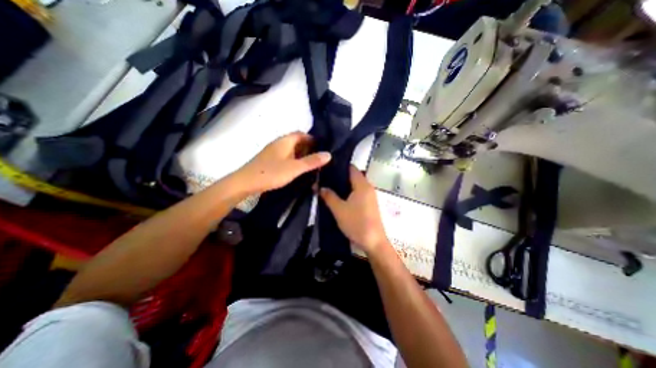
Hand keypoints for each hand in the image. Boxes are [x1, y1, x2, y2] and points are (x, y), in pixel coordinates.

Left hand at [235, 132, 330, 194]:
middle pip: (296, 141)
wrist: (246, 182)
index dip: (312, 139)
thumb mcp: (295, 168)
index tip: (322, 148)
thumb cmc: (272, 172)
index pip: (302, 134)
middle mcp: (278, 143)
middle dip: (308, 147)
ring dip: (301, 154)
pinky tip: (297, 169)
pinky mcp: (269, 160)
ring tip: (311, 164)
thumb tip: (329, 154)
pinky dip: (293, 159)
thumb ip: (312, 161)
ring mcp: (273, 151)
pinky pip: (285, 156)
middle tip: (319, 157)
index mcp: (285, 141)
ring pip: (290, 149)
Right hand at [323, 165, 388, 254]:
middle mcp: (368, 187)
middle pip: (353, 176)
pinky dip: (349, 192)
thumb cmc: (356, 223)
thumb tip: (319, 187)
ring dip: (344, 185)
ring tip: (329, 187)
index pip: (351, 168)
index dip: (339, 166)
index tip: (327, 168)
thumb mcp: (339, 209)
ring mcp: (370, 195)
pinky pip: (358, 192)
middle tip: (325, 179)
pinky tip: (339, 198)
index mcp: (362, 185)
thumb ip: (329, 196)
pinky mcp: (370, 203)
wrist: (373, 242)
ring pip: (355, 185)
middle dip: (339, 177)